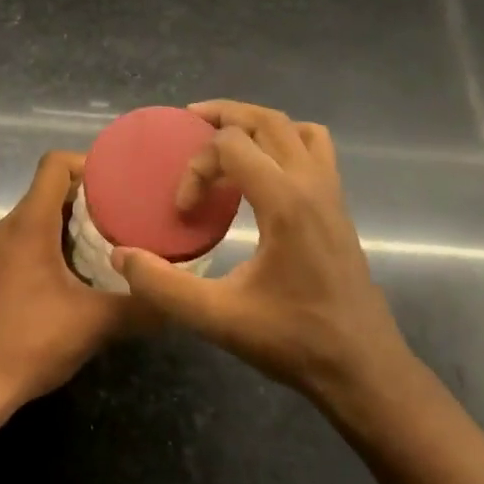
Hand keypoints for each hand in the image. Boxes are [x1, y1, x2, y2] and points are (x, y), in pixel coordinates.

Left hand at [0, 151, 138, 411]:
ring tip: (108, 248)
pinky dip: (51, 249)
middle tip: (126, 218)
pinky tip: (76, 281)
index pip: (55, 165)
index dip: (88, 163)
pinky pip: (23, 245)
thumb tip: (177, 301)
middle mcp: (6, 229)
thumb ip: (140, 307)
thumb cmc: (29, 342)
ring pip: (36, 221)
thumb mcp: (94, 324)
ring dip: (70, 228)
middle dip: (88, 200)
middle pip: (48, 192)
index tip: (120, 183)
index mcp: (28, 224)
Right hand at [111, 100, 415, 413]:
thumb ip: (163, 285)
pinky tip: (263, 173)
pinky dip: (285, 142)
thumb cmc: (293, 340)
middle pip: (267, 120)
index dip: (197, 167)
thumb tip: (121, 254)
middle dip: (224, 115)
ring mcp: (332, 193)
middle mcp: (313, 184)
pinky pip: (315, 150)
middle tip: (188, 122)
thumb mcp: (218, 318)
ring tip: (225, 139)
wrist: (363, 368)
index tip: (183, 209)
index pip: (232, 145)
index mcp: (286, 202)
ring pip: (296, 128)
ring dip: (258, 124)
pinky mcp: (339, 207)